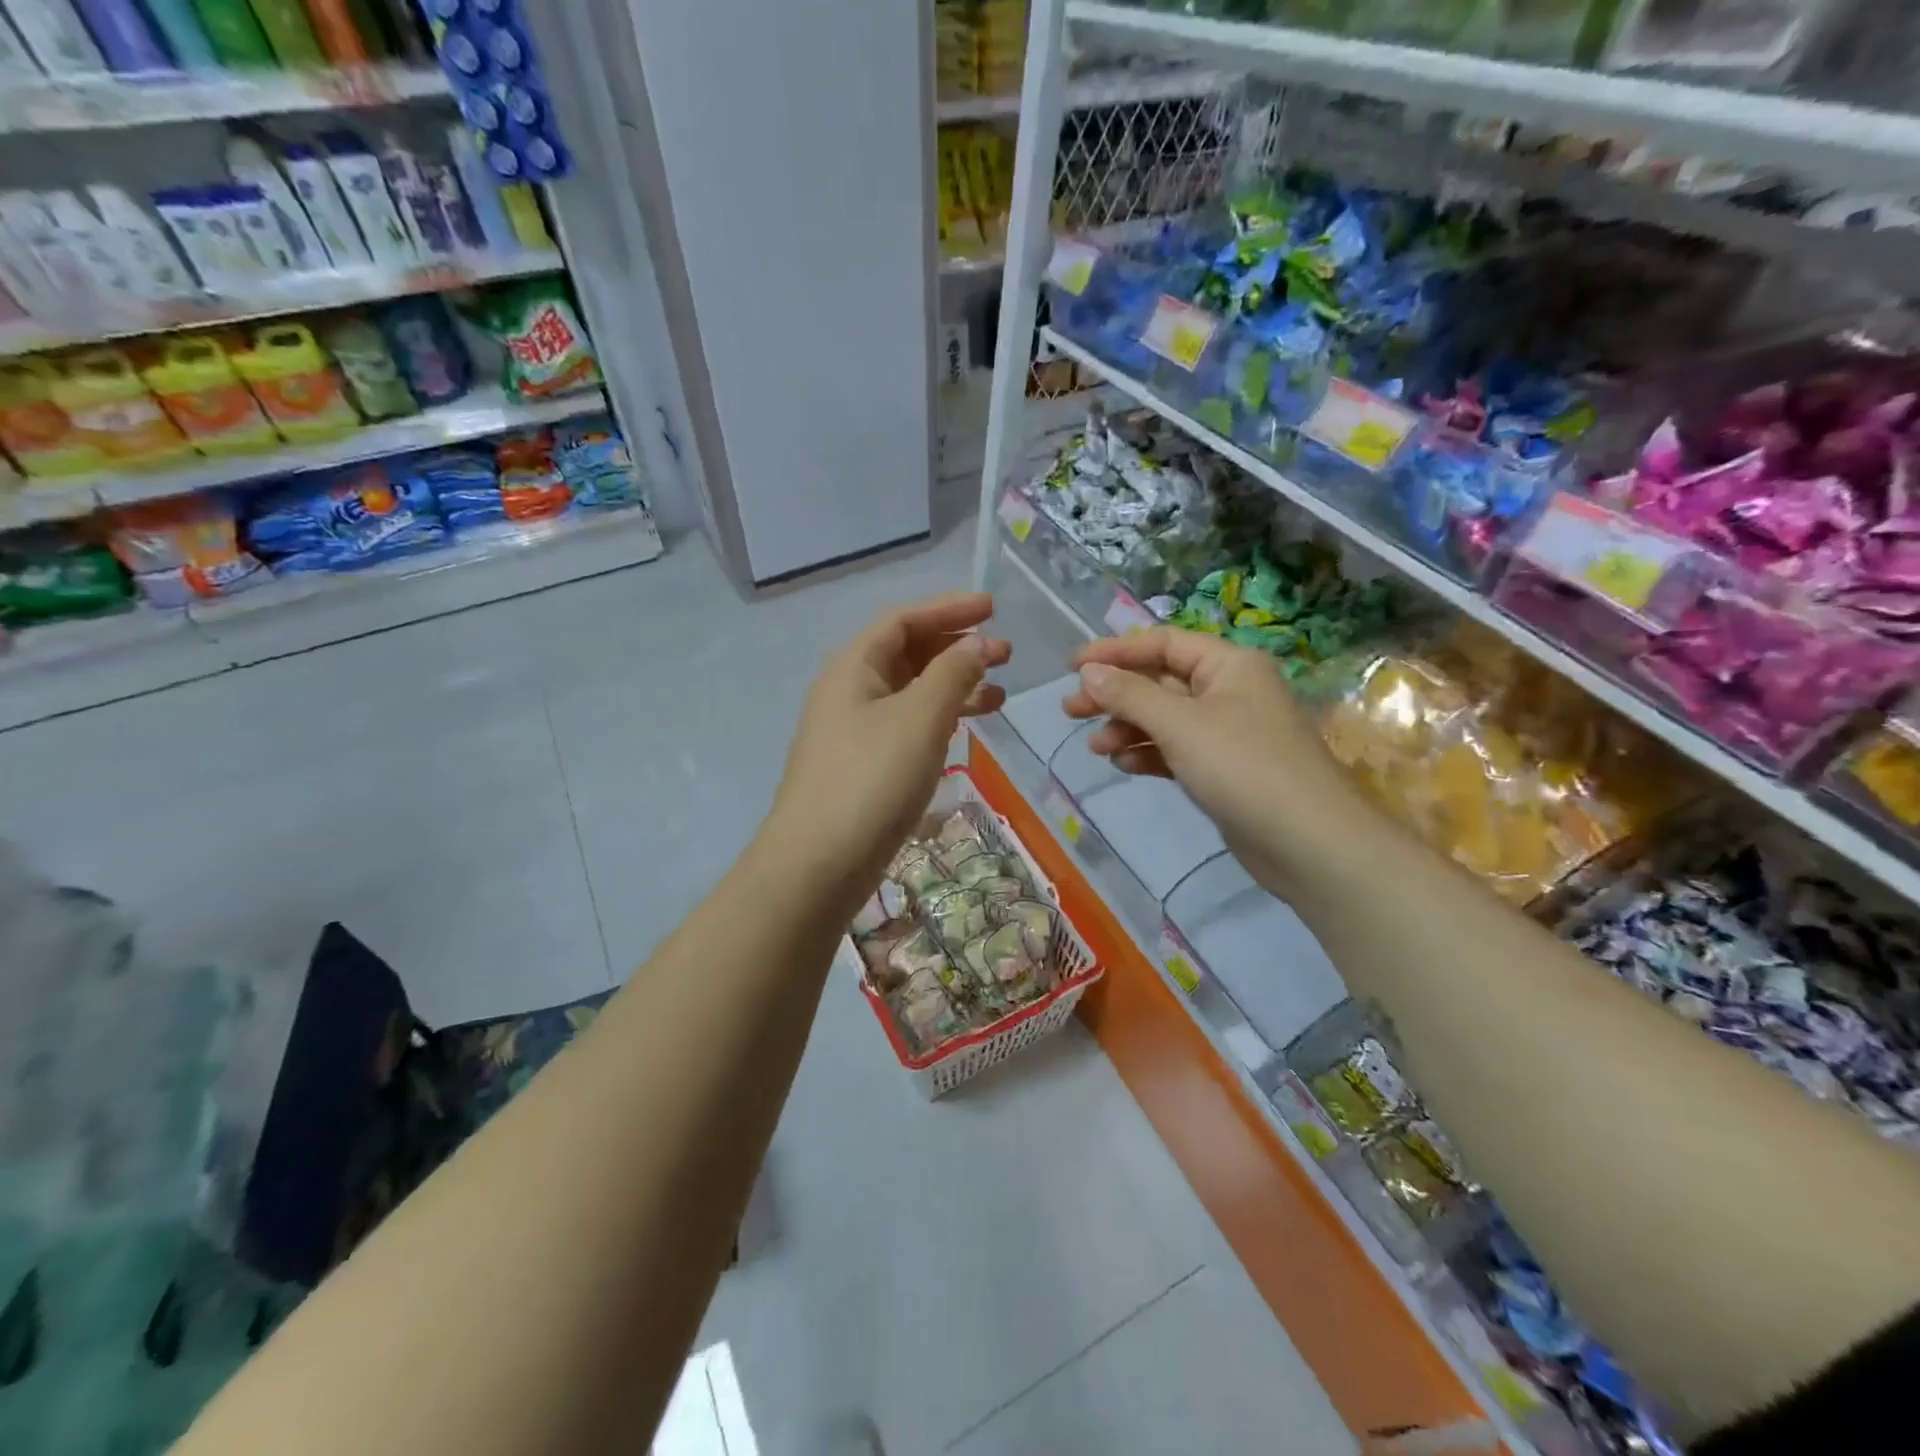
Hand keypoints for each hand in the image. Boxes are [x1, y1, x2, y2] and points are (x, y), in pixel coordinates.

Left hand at [770, 593, 1009, 908]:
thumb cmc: (872, 779)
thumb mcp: (920, 718)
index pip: (903, 620)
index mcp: (853, 667)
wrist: (819, 864)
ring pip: (911, 694)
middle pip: (907, 654)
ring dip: (954, 687)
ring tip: (999, 695)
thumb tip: (978, 644)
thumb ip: (953, 674)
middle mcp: (849, 692)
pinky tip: (966, 730)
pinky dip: (940, 721)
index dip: (949, 609)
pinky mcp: (865, 767)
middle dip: (956, 649)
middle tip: (1005, 656)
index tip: (994, 609)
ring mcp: (855, 732)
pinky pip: (908, 726)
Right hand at [1062, 628, 1380, 898]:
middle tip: (1071, 710)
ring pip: (1165, 719)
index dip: (1115, 651)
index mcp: (1228, 665)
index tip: (1072, 667)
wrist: (1309, 843)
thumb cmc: (1244, 767)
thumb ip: (1130, 695)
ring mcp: (1228, 732)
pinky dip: (1149, 753)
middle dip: (1115, 694)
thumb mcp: (1180, 724)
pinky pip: (1176, 750)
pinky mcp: (1224, 770)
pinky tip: (1125, 764)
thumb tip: (1088, 671)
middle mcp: (1229, 691)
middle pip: (1160, 681)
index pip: (1163, 643)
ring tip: (1096, 747)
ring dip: (1128, 727)